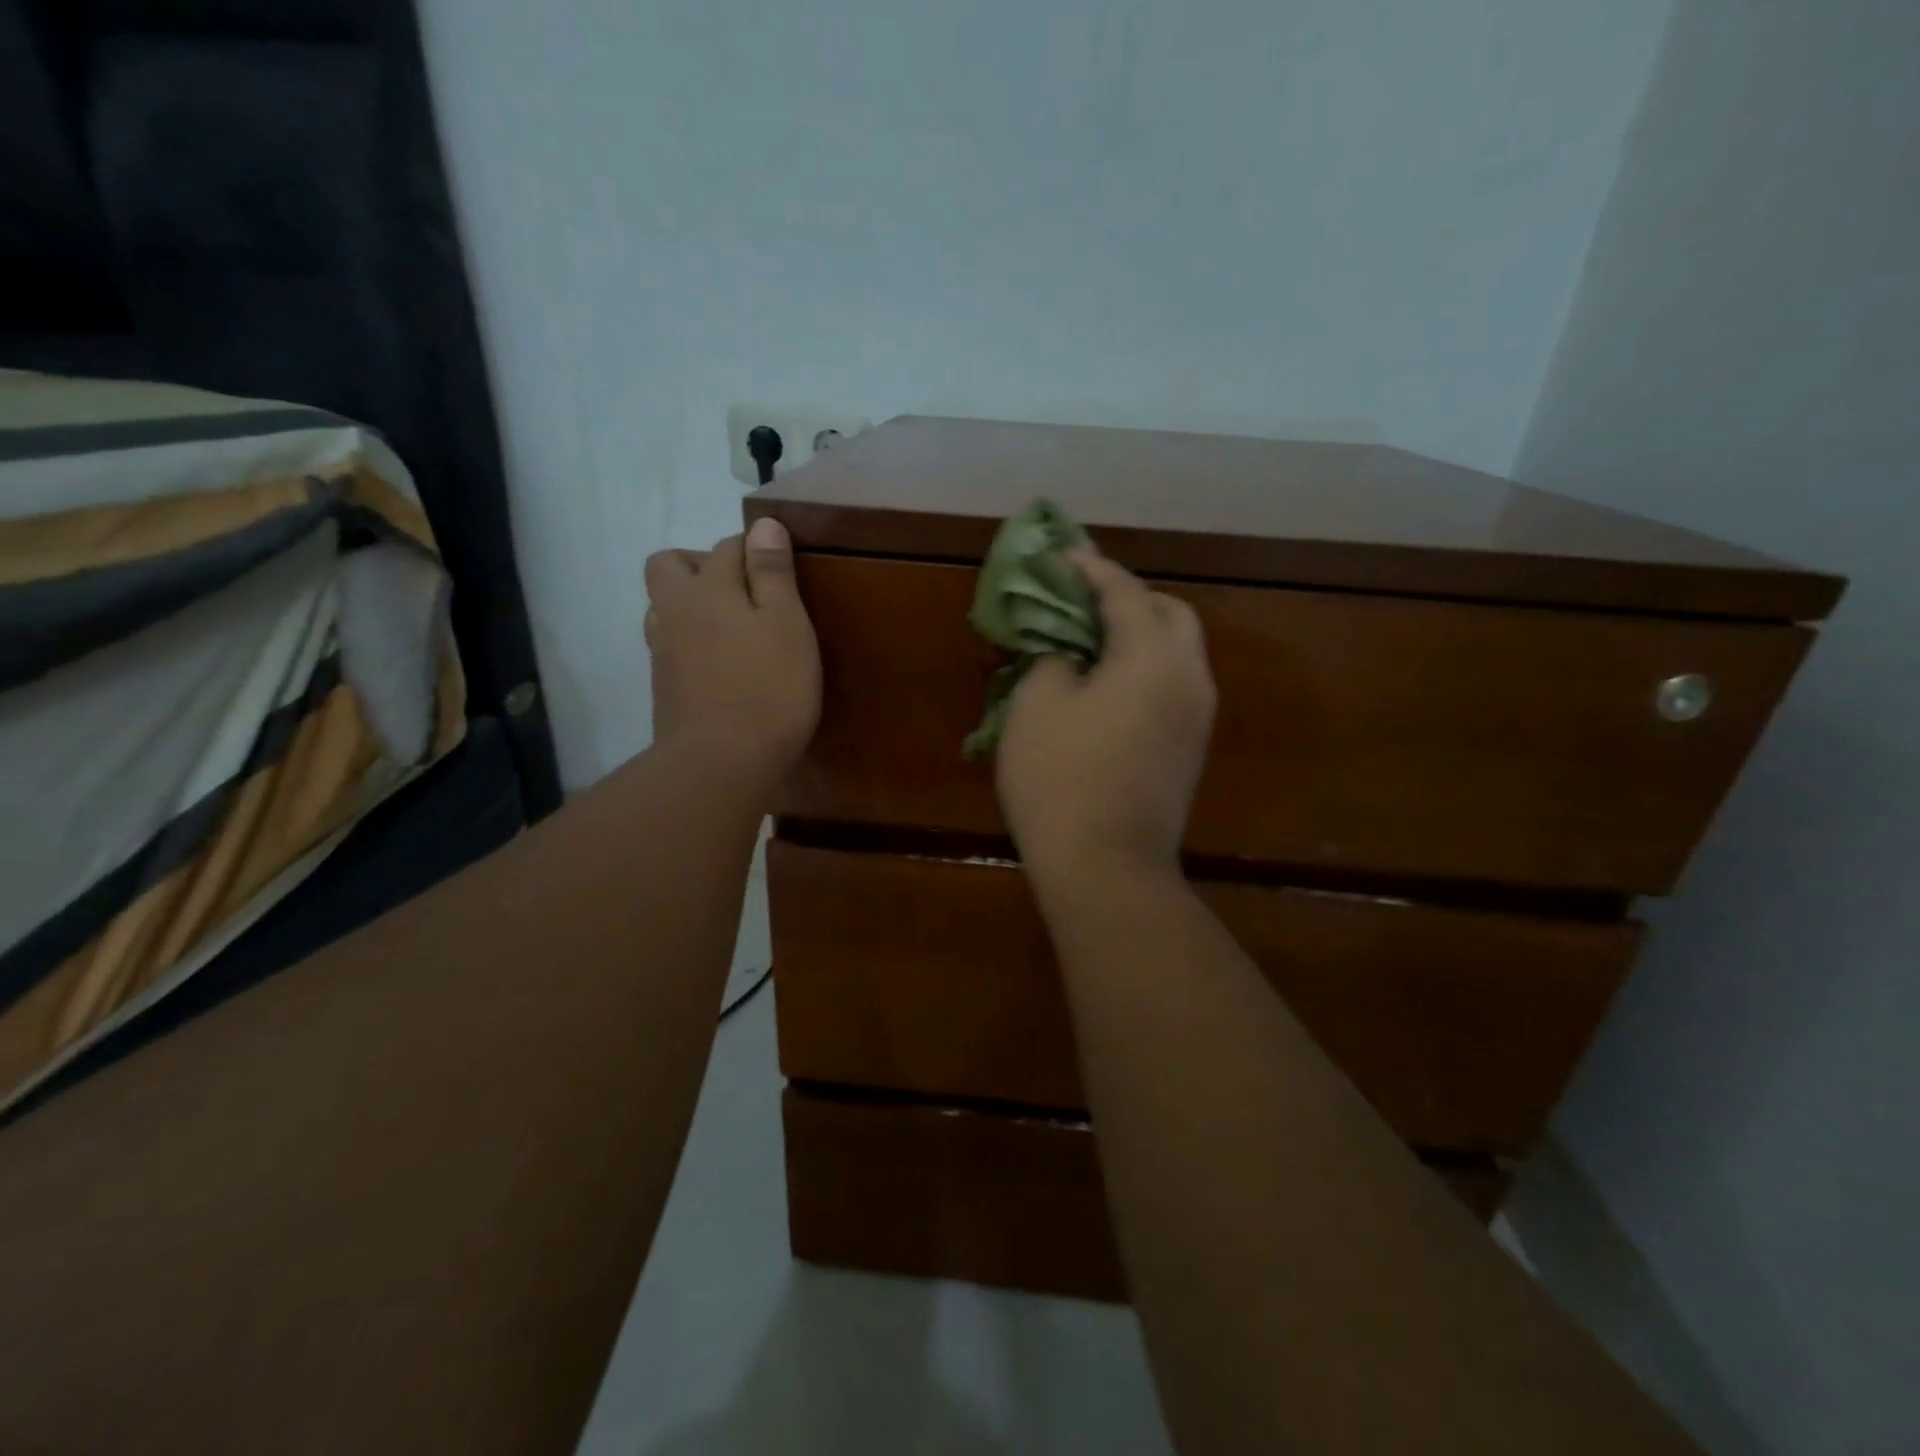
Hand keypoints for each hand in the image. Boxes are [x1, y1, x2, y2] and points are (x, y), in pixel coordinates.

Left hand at [644, 516, 820, 778]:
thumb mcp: (787, 624)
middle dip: (701, 564)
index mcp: (707, 589)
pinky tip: (718, 663)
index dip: (754, 549)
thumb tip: (762, 524)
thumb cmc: (768, 689)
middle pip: (669, 566)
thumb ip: (773, 573)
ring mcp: (662, 651)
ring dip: (690, 603)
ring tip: (730, 627)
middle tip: (742, 591)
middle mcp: (674, 611)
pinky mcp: (663, 686)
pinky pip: (669, 644)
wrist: (720, 764)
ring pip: (664, 607)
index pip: (727, 547)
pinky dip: (690, 640)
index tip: (779, 566)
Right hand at [996, 549, 1215, 898]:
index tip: (1059, 555)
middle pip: (1169, 613)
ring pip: (1176, 652)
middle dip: (1127, 597)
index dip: (1089, 568)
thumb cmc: (1062, 779)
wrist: (1107, 869)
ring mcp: (1197, 717)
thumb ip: (1052, 657)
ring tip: (1089, 641)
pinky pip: (1171, 686)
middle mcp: (1189, 677)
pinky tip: (1106, 686)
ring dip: (1138, 634)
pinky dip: (1143, 668)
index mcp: (1153, 656)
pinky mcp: (1190, 749)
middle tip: (1081, 602)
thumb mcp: (1036, 704)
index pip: (1124, 591)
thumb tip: (1067, 650)